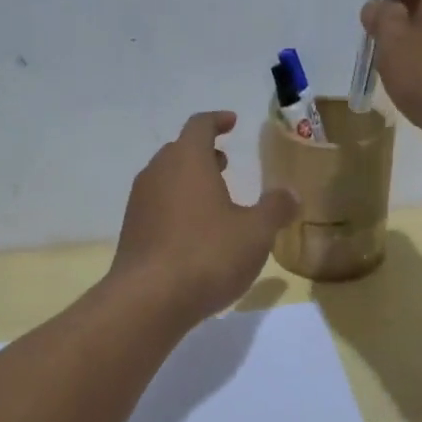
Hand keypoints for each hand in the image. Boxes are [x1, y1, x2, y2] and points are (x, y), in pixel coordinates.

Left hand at [109, 112, 298, 323]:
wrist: (148, 300)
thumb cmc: (207, 254)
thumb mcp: (255, 232)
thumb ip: (275, 208)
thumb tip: (290, 193)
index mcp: (187, 160)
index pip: (200, 125)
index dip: (217, 120)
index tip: (232, 122)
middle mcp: (158, 173)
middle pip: (179, 151)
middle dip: (203, 153)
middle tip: (225, 162)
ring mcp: (139, 203)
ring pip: (166, 179)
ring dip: (189, 181)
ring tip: (214, 198)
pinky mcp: (132, 232)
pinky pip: (157, 206)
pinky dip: (177, 206)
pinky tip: (195, 232)